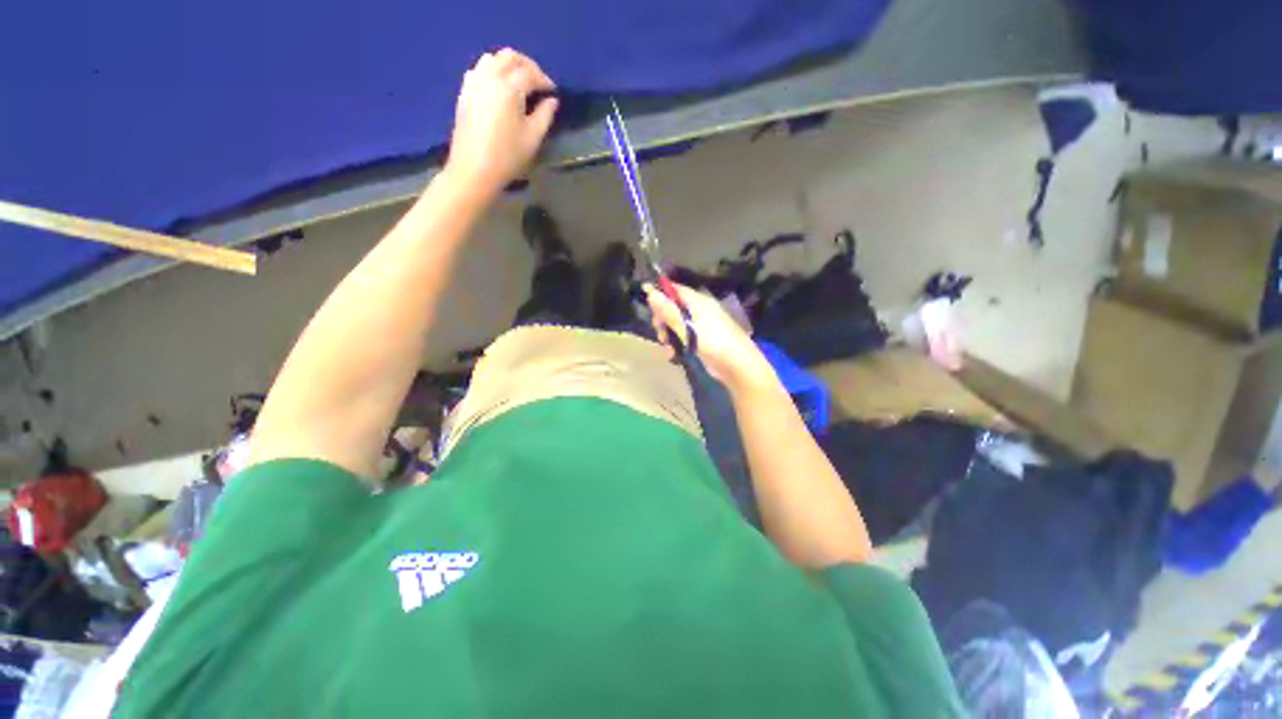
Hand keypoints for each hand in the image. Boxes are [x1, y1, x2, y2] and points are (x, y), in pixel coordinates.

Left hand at [444, 49, 558, 200]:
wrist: (474, 170)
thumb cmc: (507, 157)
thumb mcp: (533, 138)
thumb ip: (545, 115)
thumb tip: (552, 100)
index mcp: (508, 88)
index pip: (530, 73)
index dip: (544, 80)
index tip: (553, 92)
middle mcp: (489, 78)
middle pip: (510, 57)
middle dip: (528, 65)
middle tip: (539, 82)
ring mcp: (474, 83)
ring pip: (492, 59)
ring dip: (509, 65)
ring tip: (520, 82)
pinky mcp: (465, 92)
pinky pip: (479, 69)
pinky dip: (493, 71)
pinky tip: (500, 88)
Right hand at [645, 283, 776, 393]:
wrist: (738, 366)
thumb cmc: (713, 342)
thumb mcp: (687, 326)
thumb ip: (668, 311)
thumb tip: (650, 292)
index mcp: (698, 302)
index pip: (676, 289)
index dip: (660, 292)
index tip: (646, 300)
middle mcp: (699, 311)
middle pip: (674, 308)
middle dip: (663, 320)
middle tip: (659, 332)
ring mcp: (701, 327)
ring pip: (676, 325)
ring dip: (668, 335)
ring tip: (667, 348)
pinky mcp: (702, 341)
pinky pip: (683, 338)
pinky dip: (676, 345)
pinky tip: (673, 355)